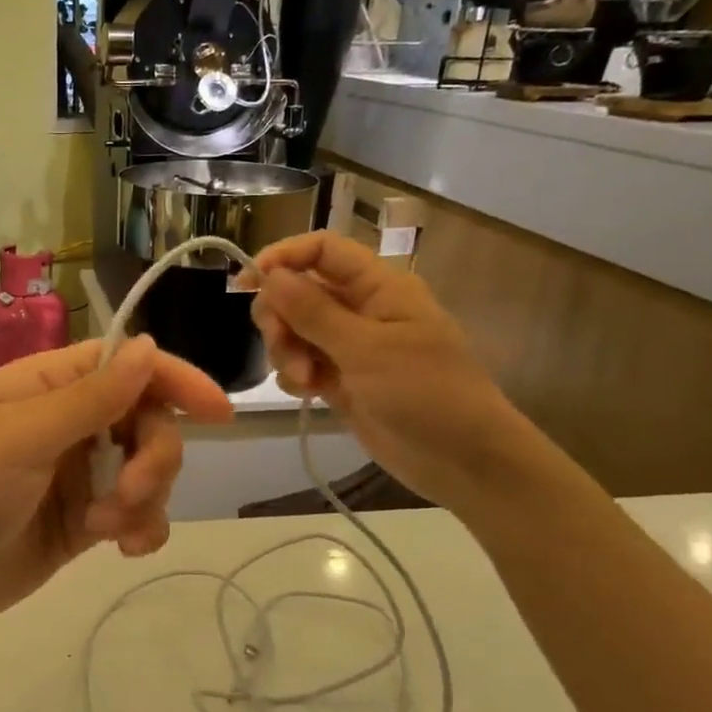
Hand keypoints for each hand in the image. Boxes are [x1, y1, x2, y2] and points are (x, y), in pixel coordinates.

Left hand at [0, 337, 232, 642]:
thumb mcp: (21, 438)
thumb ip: (91, 397)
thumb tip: (149, 345)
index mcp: (46, 386)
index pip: (125, 364)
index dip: (174, 379)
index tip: (220, 413)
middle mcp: (66, 423)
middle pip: (146, 419)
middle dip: (153, 456)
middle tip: (129, 492)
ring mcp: (74, 474)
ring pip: (146, 468)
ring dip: (145, 496)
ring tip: (109, 528)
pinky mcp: (80, 521)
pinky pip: (133, 513)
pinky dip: (142, 526)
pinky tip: (126, 548)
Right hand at [247, 231, 545, 514]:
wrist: (463, 461)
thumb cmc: (426, 394)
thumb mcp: (367, 350)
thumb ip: (314, 311)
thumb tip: (270, 274)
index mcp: (379, 287)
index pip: (322, 250)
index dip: (283, 257)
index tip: (247, 283)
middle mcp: (361, 308)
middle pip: (299, 290)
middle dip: (280, 316)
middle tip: (282, 347)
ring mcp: (350, 346)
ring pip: (294, 328)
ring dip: (286, 350)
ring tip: (304, 381)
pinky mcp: (341, 380)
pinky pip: (301, 362)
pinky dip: (294, 374)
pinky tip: (306, 393)